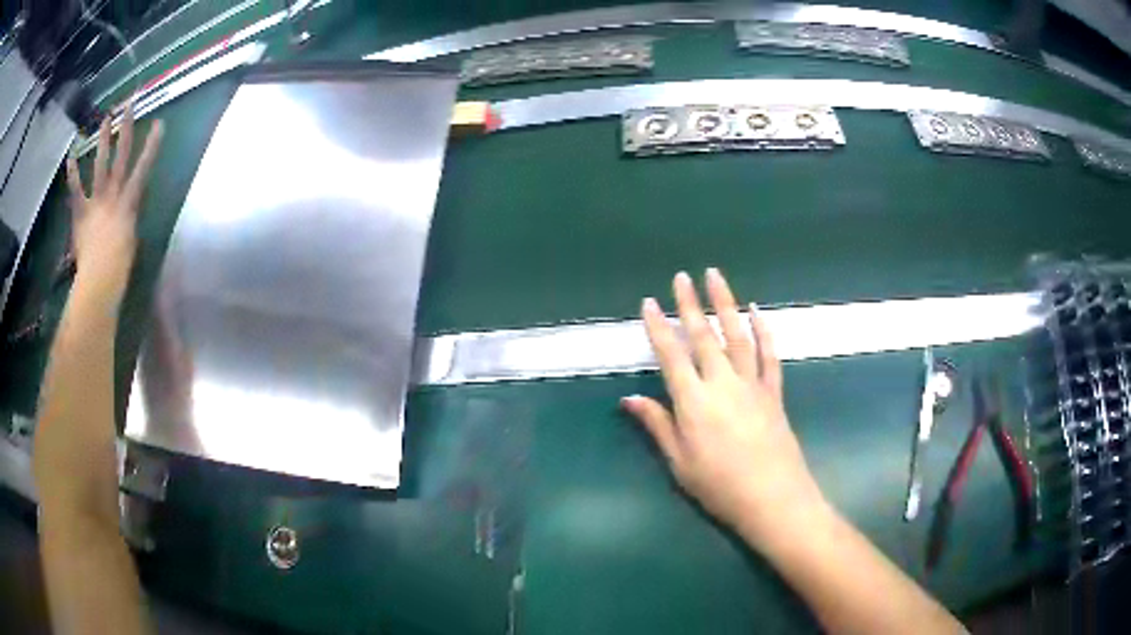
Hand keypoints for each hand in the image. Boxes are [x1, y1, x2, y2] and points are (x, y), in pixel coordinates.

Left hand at [65, 105, 162, 300]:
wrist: (99, 281)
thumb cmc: (119, 268)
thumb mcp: (130, 241)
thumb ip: (127, 220)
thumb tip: (124, 214)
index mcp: (129, 202)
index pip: (143, 168)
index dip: (151, 146)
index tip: (159, 124)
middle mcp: (113, 194)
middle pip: (121, 156)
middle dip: (126, 129)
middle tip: (130, 105)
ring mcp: (96, 202)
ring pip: (100, 165)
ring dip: (103, 141)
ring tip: (106, 119)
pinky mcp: (81, 213)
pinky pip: (76, 191)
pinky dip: (73, 175)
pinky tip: (72, 157)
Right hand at [623, 269, 826, 546]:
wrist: (773, 498)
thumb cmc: (720, 486)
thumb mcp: (680, 463)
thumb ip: (658, 425)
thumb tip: (630, 398)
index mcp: (694, 402)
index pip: (671, 355)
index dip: (659, 328)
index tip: (649, 302)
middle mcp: (722, 383)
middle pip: (704, 336)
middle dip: (690, 304)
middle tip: (682, 276)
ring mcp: (752, 384)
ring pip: (737, 335)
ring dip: (726, 303)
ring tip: (716, 277)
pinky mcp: (774, 392)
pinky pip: (769, 355)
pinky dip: (764, 331)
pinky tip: (758, 312)